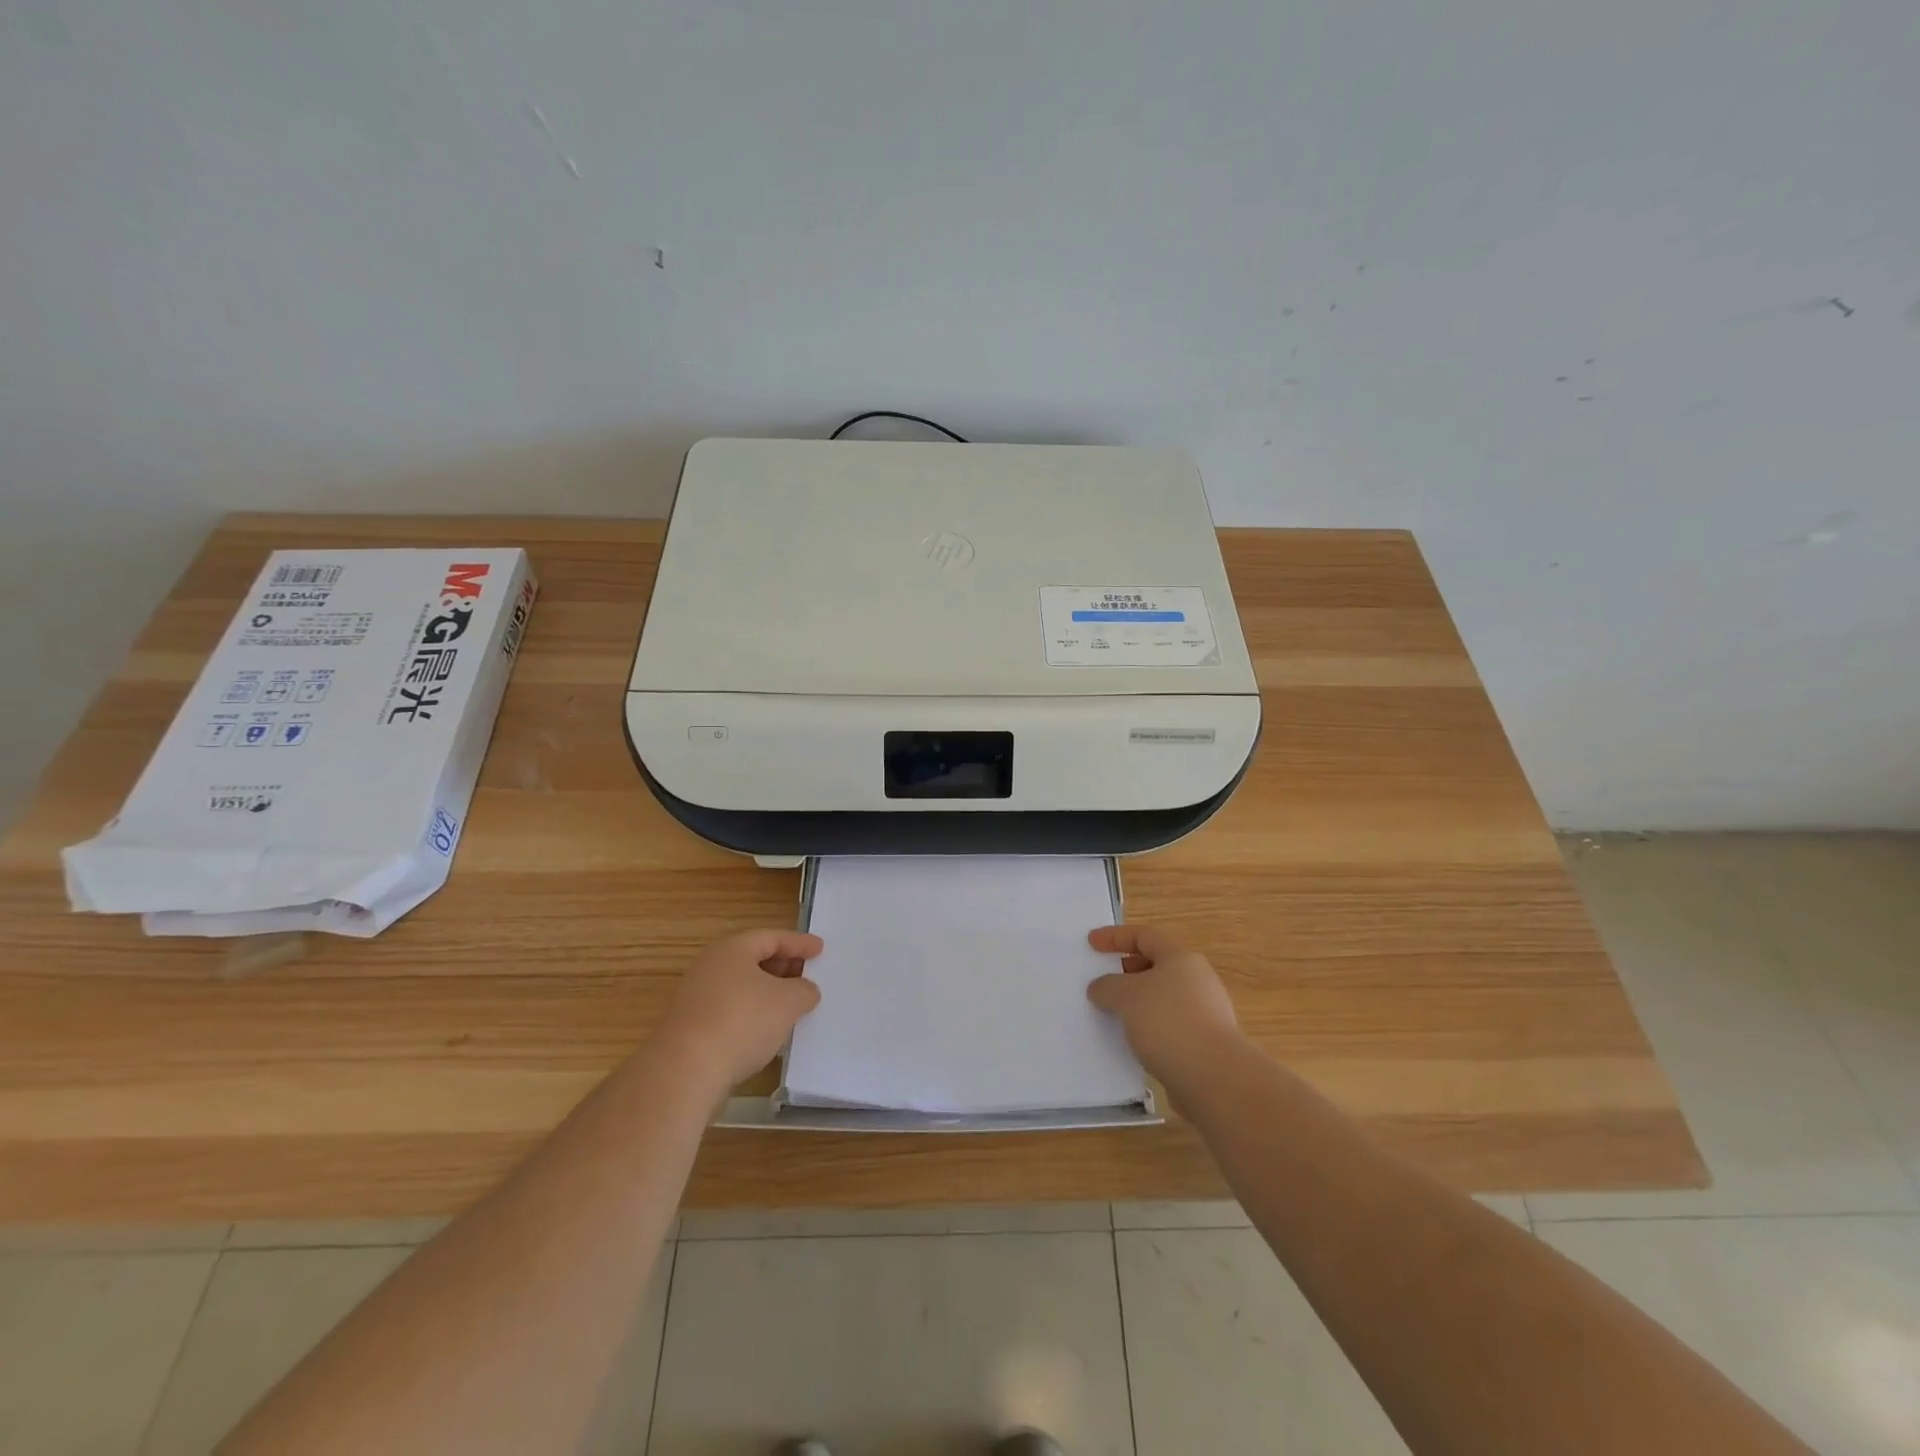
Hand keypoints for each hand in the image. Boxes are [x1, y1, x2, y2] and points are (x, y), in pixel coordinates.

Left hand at [656, 930, 824, 1088]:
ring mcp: (696, 997)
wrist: (686, 1069)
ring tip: (791, 1005)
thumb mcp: (788, 1001)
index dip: (799, 943)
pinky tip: (766, 1031)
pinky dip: (752, 1013)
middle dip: (783, 967)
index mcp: (732, 949)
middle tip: (807, 975)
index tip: (820, 949)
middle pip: (753, 959)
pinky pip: (730, 1009)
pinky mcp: (691, 1026)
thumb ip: (804, 990)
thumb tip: (806, 990)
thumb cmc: (742, 1021)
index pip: (772, 937)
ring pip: (741, 986)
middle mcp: (710, 966)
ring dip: (767, 993)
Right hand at [1087, 925, 1240, 1080]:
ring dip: (1137, 1002)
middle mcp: (1197, 980)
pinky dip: (1148, 1027)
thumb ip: (1108, 986)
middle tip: (1103, 981)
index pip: (1144, 936)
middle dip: (1127, 971)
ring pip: (1162, 998)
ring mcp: (1205, 1013)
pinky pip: (1169, 1025)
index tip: (1091, 943)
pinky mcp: (1205, 1043)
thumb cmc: (1168, 1021)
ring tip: (1113, 1015)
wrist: (1213, 1077)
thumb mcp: (1126, 996)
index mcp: (1181, 958)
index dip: (1115, 936)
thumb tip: (1100, 988)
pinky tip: (1133, 1042)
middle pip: (1157, 965)